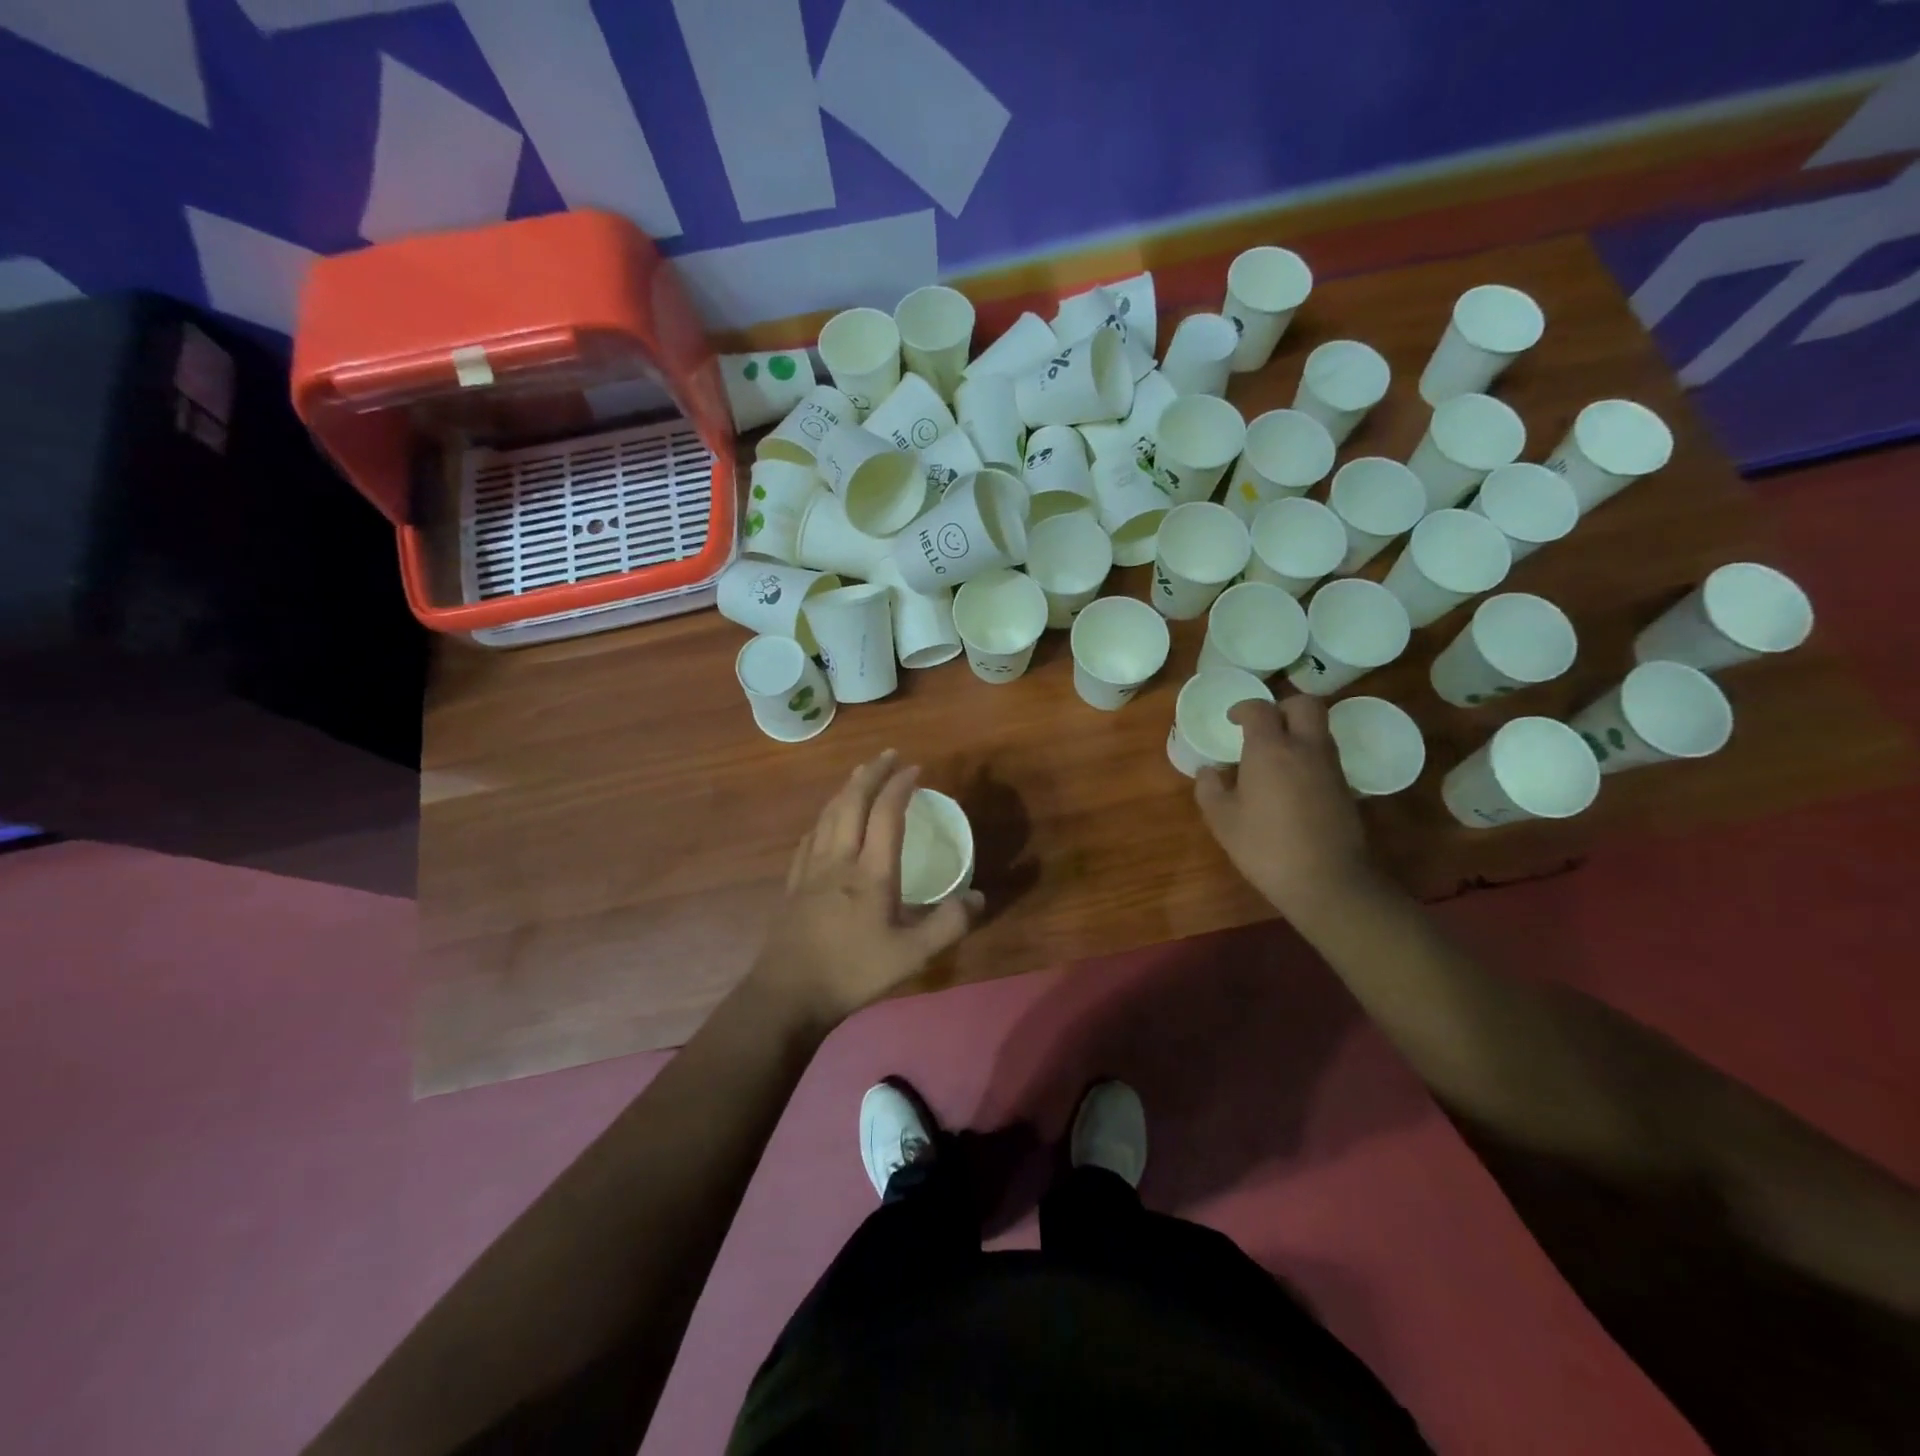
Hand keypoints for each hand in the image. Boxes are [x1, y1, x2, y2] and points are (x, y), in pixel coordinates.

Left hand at [750, 750, 983, 1027]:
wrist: (788, 994)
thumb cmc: (853, 972)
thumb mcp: (912, 956)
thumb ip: (948, 924)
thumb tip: (979, 896)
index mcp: (871, 872)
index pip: (886, 814)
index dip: (900, 786)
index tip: (915, 768)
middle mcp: (840, 859)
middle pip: (852, 802)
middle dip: (871, 773)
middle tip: (888, 755)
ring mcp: (812, 869)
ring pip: (828, 814)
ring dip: (846, 788)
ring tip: (860, 774)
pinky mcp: (795, 882)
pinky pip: (811, 835)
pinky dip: (824, 816)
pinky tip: (826, 820)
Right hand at [1195, 697, 1374, 917]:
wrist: (1326, 880)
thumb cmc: (1265, 847)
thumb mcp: (1222, 820)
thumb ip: (1210, 789)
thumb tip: (1209, 772)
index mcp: (1270, 750)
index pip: (1260, 709)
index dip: (1243, 709)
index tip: (1232, 720)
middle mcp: (1305, 748)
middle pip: (1304, 704)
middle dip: (1282, 707)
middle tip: (1263, 726)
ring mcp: (1330, 767)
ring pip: (1319, 728)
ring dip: (1298, 730)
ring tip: (1274, 754)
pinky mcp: (1345, 787)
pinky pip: (1325, 754)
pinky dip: (1308, 754)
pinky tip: (1291, 781)